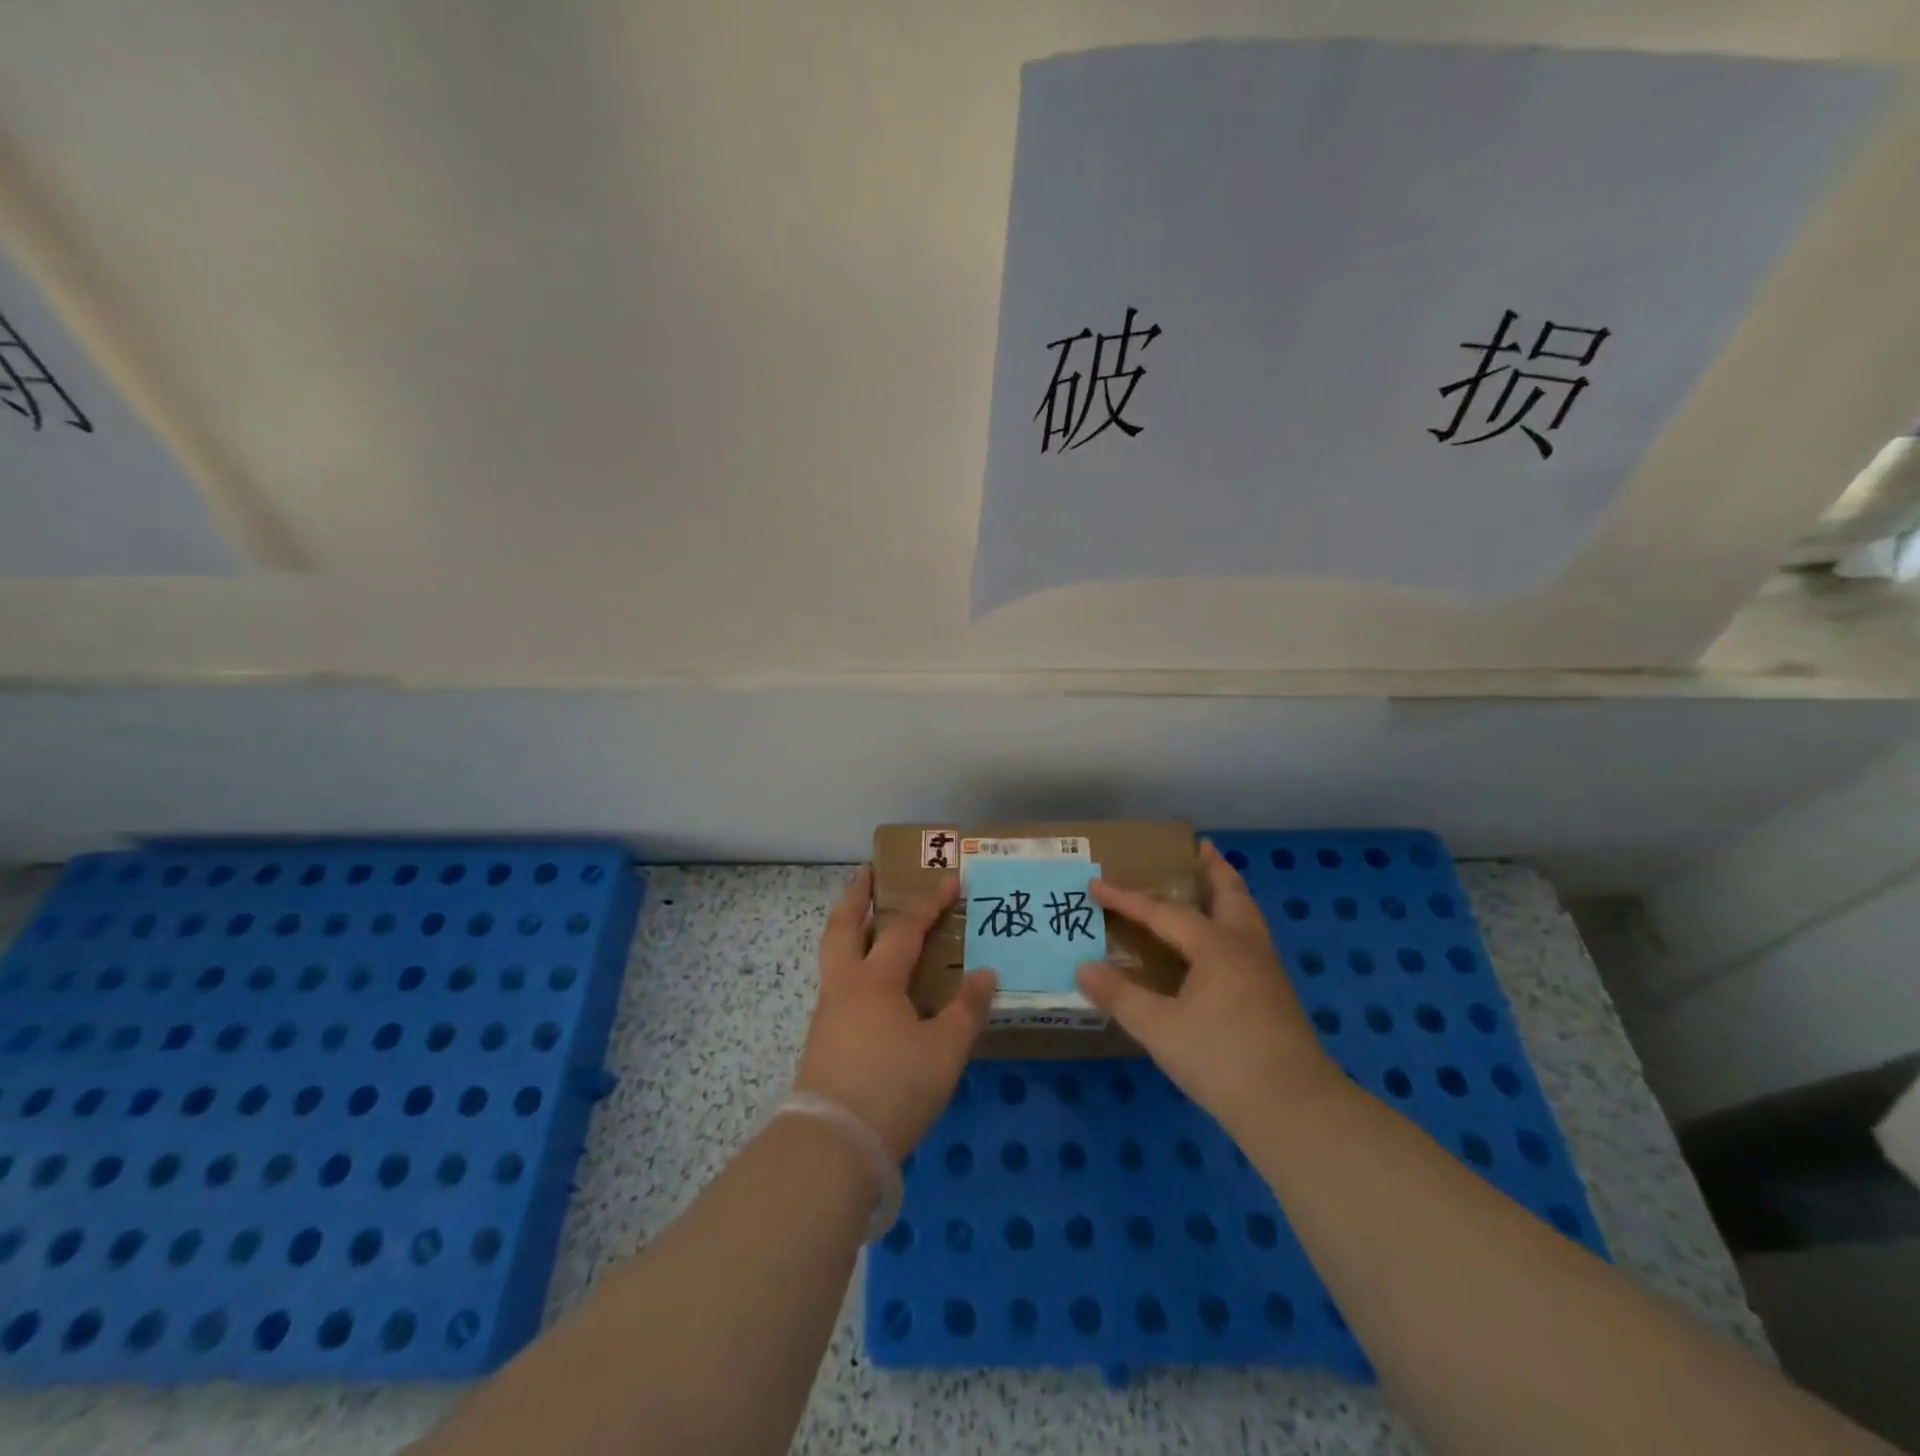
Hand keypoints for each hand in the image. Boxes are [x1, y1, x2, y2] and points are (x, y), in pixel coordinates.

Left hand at [793, 867, 996, 1160]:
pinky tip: (870, 983)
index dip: (930, 902)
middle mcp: (845, 985)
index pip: (905, 928)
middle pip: (843, 925)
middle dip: (857, 894)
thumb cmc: (894, 1088)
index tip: (951, 880)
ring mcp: (828, 1011)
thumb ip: (966, 1009)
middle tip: (869, 872)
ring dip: (849, 926)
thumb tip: (986, 973)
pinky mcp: (822, 1038)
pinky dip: (851, 962)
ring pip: (833, 953)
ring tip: (869, 921)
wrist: (832, 1144)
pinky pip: (837, 981)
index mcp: (876, 980)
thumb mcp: (944, 1051)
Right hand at [1076, 840, 1336, 1133]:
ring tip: (1215, 886)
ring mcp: (1266, 972)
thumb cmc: (1221, 1059)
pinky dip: (1234, 924)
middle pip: (1230, 895)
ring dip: (1229, 895)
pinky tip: (1222, 948)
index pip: (1163, 912)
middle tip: (1201, 848)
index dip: (1127, 898)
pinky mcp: (1275, 997)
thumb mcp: (1159, 1029)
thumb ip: (1120, 996)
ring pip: (1247, 917)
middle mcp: (1245, 948)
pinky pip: (1251, 941)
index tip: (1096, 884)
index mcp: (1216, 946)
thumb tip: (1083, 967)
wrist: (1294, 1108)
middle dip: (1214, 870)